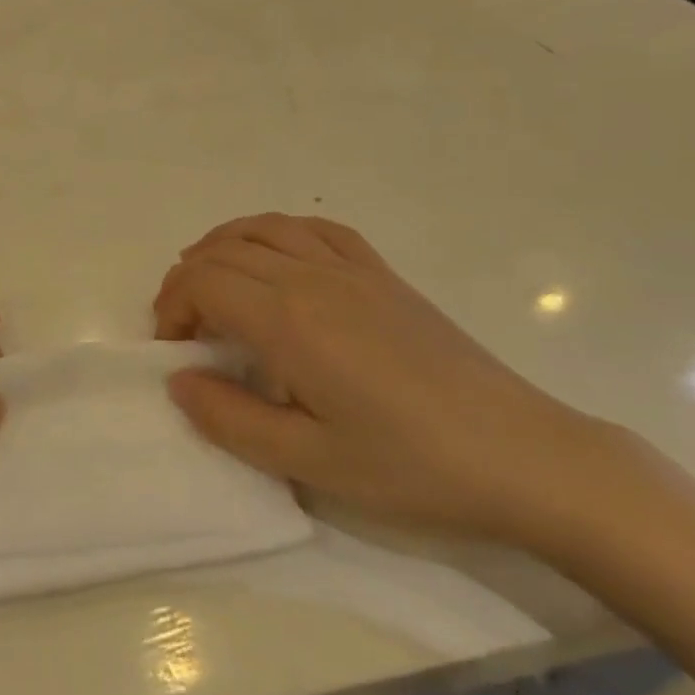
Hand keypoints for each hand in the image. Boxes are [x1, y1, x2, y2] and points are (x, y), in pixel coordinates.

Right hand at [155, 214, 607, 549]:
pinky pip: (318, 229)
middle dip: (188, 280)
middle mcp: (314, 278)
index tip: (174, 351)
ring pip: (266, 227)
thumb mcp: (308, 462)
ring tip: (214, 285)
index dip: (172, 308)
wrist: (522, 456)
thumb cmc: (410, 467)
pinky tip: (277, 259)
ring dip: (224, 247)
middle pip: (225, 250)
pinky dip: (279, 232)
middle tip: (185, 329)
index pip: (203, 282)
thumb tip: (179, 380)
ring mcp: (353, 269)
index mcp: (290, 321)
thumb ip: (230, 419)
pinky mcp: (384, 275)